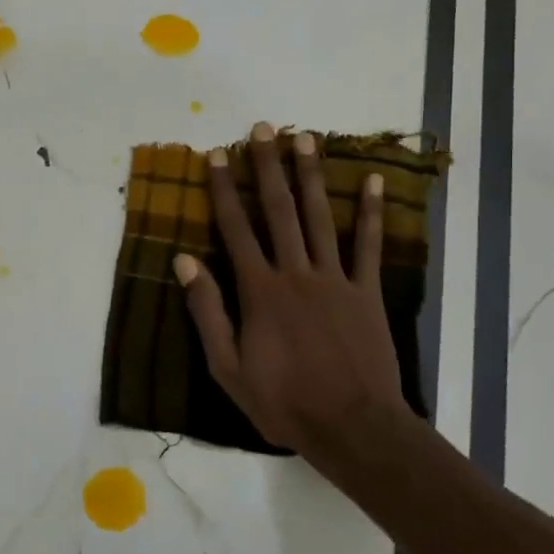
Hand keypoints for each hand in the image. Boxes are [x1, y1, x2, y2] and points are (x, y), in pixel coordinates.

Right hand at [175, 122, 408, 458]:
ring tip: (306, 137)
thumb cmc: (282, 401)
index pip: (236, 228)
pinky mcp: (367, 293)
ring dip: (311, 175)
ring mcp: (336, 279)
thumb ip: (207, 310)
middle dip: (268, 166)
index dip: (224, 189)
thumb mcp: (226, 366)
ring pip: (321, 217)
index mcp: (259, 290)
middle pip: (279, 210)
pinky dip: (369, 212)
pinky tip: (370, 180)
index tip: (216, 154)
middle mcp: (296, 272)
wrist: (352, 426)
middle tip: (263, 127)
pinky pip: (369, 245)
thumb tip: (184, 260)